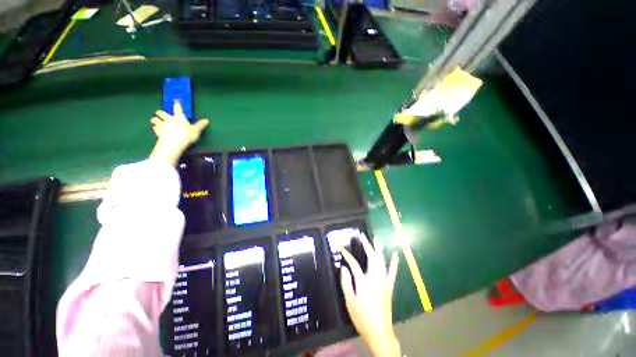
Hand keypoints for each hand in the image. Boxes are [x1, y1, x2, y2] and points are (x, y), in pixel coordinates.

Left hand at [149, 101, 208, 164]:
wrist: (173, 143)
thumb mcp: (196, 131)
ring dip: (155, 120)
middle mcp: (169, 119)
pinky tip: (156, 129)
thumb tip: (206, 120)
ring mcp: (162, 125)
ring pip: (155, 119)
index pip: (178, 109)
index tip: (176, 101)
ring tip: (155, 120)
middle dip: (160, 113)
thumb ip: (200, 125)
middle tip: (160, 113)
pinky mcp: (157, 131)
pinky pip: (154, 128)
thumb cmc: (186, 135)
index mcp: (179, 117)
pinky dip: (155, 128)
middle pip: (162, 113)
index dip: (177, 105)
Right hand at [340, 234, 400, 356]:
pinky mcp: (390, 286)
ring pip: (382, 261)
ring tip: (376, 238)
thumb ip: (346, 283)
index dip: (347, 254)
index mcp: (364, 282)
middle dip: (366, 245)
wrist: (380, 332)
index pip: (353, 263)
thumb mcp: (350, 302)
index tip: (341, 248)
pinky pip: (393, 272)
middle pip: (371, 257)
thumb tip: (343, 267)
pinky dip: (394, 262)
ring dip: (378, 249)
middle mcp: (375, 278)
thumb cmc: (362, 318)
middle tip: (362, 235)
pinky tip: (395, 254)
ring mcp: (384, 281)